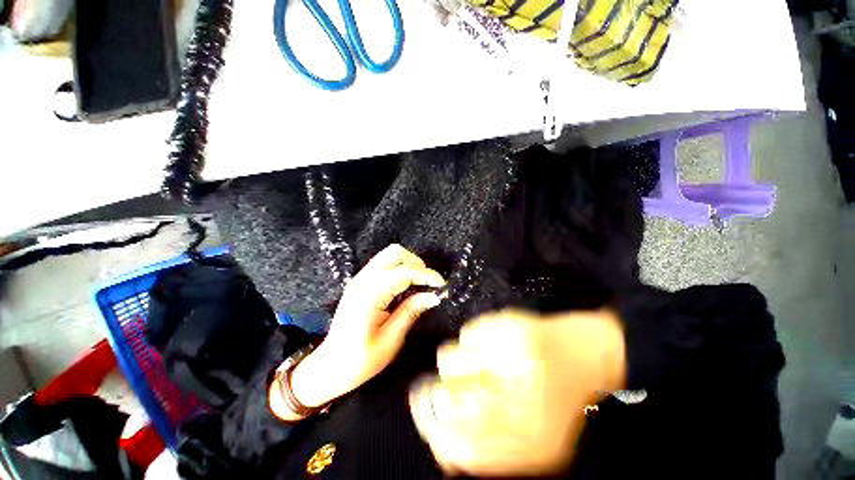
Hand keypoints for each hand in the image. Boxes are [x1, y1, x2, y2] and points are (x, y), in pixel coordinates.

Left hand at [288, 244, 444, 410]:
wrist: (330, 366)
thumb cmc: (361, 359)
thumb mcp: (391, 339)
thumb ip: (411, 311)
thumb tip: (434, 295)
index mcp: (370, 294)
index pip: (404, 273)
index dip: (426, 275)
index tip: (442, 284)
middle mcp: (364, 280)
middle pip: (395, 253)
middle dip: (416, 263)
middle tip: (428, 282)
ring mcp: (360, 278)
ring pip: (389, 255)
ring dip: (408, 264)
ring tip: (419, 282)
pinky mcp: (361, 282)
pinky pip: (384, 264)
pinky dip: (399, 268)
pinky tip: (406, 284)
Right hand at [409, 309, 625, 476]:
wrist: (589, 352)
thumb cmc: (563, 399)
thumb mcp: (539, 444)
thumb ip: (494, 452)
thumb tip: (445, 448)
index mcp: (528, 441)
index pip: (461, 448)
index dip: (434, 434)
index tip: (425, 420)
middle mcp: (517, 399)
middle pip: (447, 400)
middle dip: (435, 395)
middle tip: (440, 386)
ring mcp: (511, 356)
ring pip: (449, 360)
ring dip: (455, 363)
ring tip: (475, 361)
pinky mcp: (508, 324)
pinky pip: (467, 333)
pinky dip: (471, 339)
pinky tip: (490, 343)